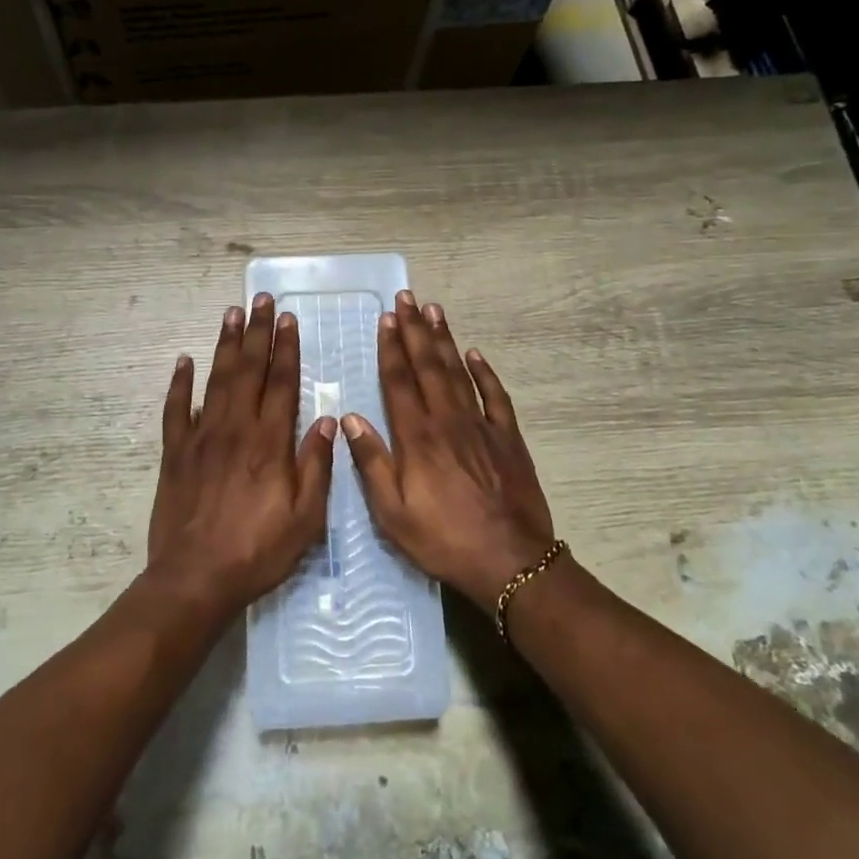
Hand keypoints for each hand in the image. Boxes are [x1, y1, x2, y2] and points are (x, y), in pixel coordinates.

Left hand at [147, 294, 336, 621]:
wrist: (195, 578)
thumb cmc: (257, 551)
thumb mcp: (306, 518)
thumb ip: (316, 466)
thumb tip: (325, 420)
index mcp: (270, 442)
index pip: (282, 383)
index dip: (286, 349)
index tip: (287, 319)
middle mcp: (236, 429)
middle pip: (248, 370)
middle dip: (256, 333)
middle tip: (260, 300)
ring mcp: (201, 437)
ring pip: (215, 379)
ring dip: (225, 345)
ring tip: (231, 314)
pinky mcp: (175, 453)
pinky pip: (176, 409)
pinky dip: (180, 383)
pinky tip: (184, 361)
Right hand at [342, 291, 556, 613]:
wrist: (510, 560)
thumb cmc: (443, 539)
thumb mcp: (393, 513)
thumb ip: (371, 463)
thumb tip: (349, 418)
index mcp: (417, 438)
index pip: (400, 382)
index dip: (391, 348)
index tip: (387, 319)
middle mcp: (448, 421)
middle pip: (428, 366)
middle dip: (415, 331)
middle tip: (407, 298)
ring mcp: (481, 426)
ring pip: (459, 372)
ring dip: (445, 340)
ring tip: (435, 310)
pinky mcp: (508, 438)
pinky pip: (495, 396)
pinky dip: (485, 372)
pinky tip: (475, 354)